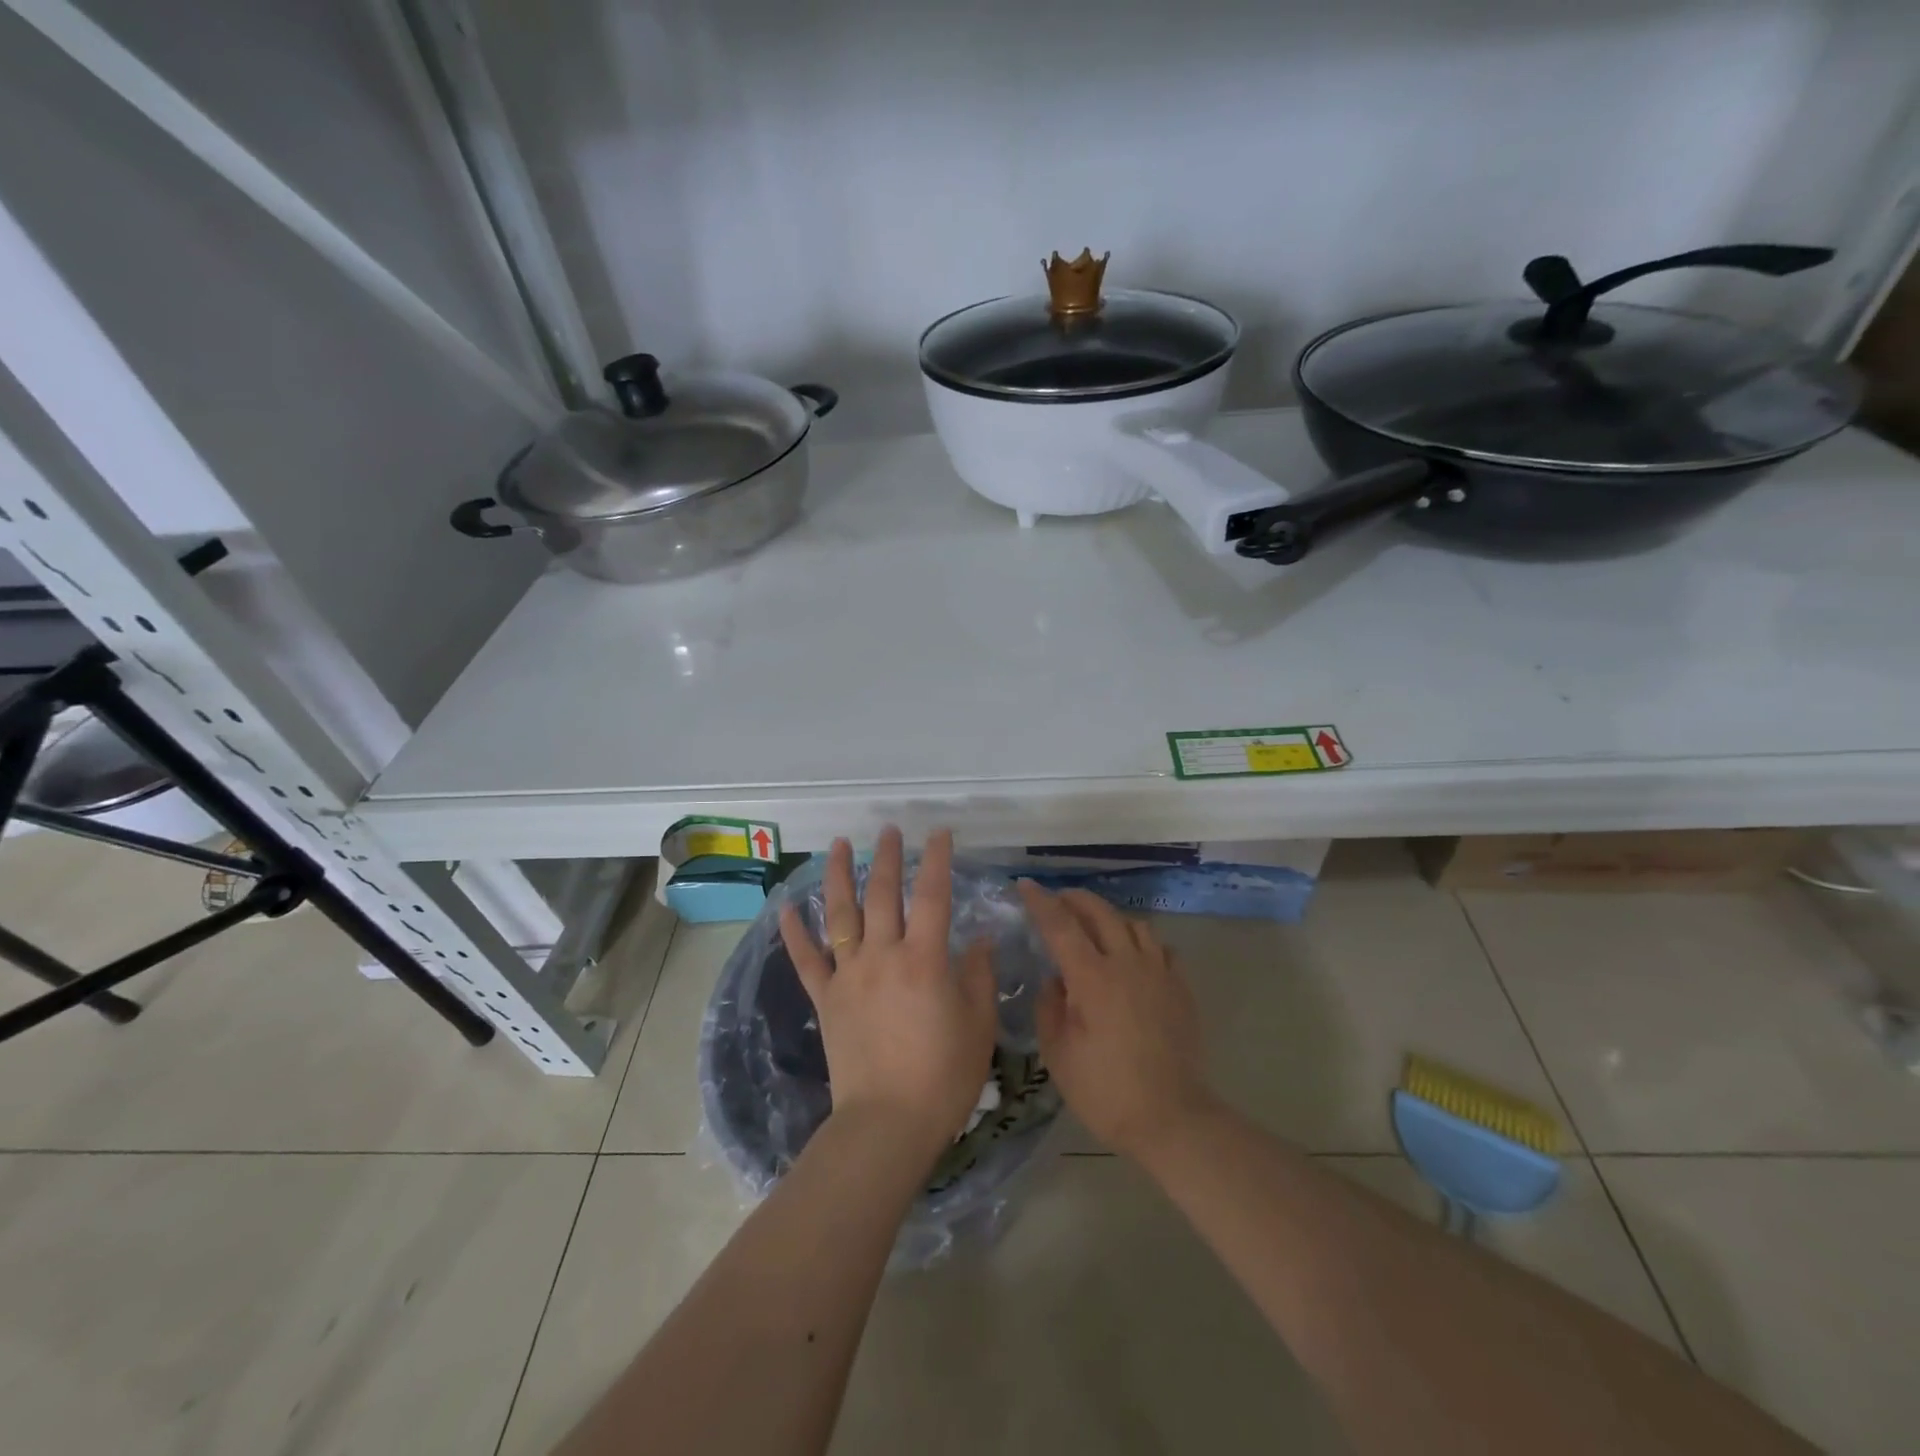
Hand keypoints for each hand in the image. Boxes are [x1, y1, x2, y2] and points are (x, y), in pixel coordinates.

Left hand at [779, 827, 997, 1160]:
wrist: (887, 1123)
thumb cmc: (943, 1076)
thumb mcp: (979, 1025)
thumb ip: (979, 976)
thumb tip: (978, 939)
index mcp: (924, 959)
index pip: (932, 895)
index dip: (936, 860)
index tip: (939, 833)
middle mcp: (882, 956)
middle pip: (882, 894)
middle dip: (887, 857)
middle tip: (889, 830)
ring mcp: (849, 975)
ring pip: (840, 915)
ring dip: (839, 876)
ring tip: (839, 845)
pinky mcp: (825, 999)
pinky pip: (806, 960)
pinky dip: (794, 933)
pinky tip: (785, 908)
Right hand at [1021, 882, 1215, 1161]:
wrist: (1171, 1119)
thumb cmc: (1105, 1092)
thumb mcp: (1058, 1054)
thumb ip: (1050, 1007)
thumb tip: (1056, 980)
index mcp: (1092, 978)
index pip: (1060, 925)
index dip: (1040, 902)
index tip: (1025, 885)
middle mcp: (1127, 964)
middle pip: (1100, 912)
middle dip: (1075, 898)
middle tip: (1057, 899)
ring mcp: (1159, 972)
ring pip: (1134, 924)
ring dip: (1109, 917)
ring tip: (1095, 927)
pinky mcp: (1180, 988)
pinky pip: (1160, 948)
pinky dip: (1140, 942)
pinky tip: (1133, 957)